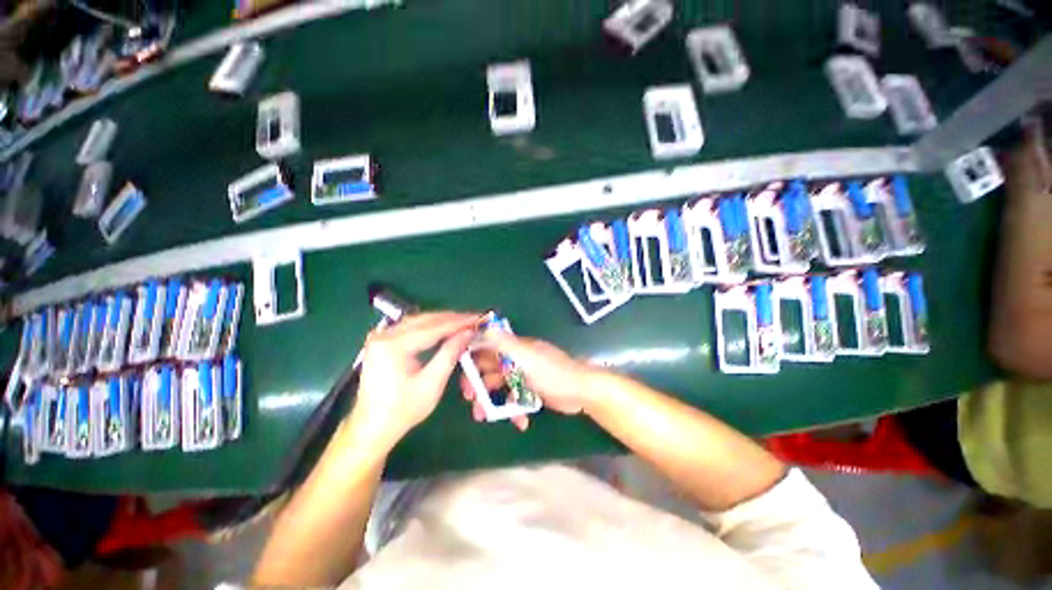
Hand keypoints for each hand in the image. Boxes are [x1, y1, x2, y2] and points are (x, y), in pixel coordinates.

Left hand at [350, 312, 479, 450]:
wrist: (371, 428)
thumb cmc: (402, 410)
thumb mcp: (432, 384)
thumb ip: (450, 353)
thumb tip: (468, 332)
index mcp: (394, 345)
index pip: (433, 327)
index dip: (458, 322)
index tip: (478, 318)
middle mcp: (384, 335)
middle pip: (425, 319)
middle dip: (452, 318)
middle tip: (473, 319)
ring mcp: (380, 337)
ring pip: (418, 320)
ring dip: (442, 320)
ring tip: (463, 322)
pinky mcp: (382, 342)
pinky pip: (411, 327)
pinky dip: (430, 326)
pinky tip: (443, 328)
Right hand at [459, 330, 603, 430]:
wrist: (582, 391)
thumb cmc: (552, 372)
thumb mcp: (526, 357)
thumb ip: (504, 343)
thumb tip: (483, 325)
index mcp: (515, 348)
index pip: (488, 349)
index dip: (473, 361)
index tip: (463, 379)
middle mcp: (518, 360)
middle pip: (491, 370)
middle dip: (479, 385)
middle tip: (472, 401)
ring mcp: (526, 376)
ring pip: (502, 386)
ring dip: (493, 401)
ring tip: (486, 417)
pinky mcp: (534, 391)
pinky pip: (517, 399)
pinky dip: (515, 409)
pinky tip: (520, 422)